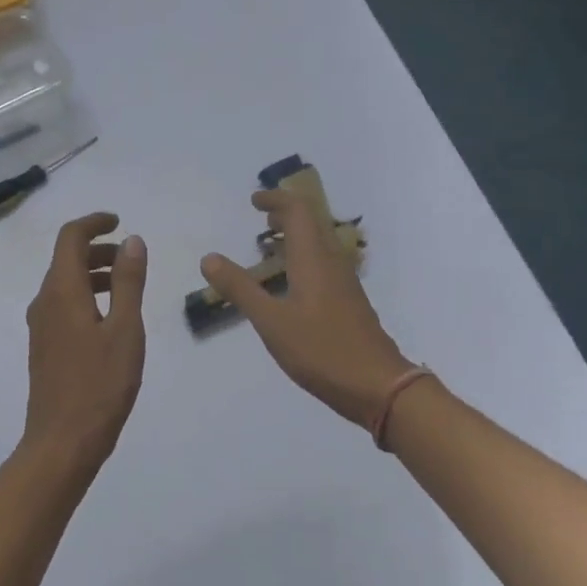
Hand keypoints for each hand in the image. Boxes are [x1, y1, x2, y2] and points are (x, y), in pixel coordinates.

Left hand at [20, 212, 147, 475]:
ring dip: (94, 275)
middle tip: (132, 258)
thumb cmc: (100, 385)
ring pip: (66, 284)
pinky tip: (112, 320)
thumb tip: (133, 241)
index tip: (120, 222)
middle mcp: (44, 302)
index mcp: (61, 292)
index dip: (94, 223)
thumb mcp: (125, 330)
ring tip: (128, 287)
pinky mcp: (45, 348)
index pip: (70, 238)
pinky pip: (64, 306)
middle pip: (66, 260)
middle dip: (99, 250)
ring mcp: (41, 327)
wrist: (62, 443)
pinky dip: (88, 297)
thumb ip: (129, 282)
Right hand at [201, 190, 413, 426]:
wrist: (377, 385)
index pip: (298, 211)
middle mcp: (332, 263)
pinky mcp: (349, 302)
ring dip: (296, 236)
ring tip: (269, 246)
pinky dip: (303, 259)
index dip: (276, 200)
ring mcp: (345, 283)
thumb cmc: (322, 350)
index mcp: (314, 259)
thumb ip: (241, 289)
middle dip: (286, 214)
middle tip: (261, 218)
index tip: (254, 201)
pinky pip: (324, 265)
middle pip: (313, 223)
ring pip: (320, 245)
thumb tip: (209, 258)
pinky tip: (290, 284)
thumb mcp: (272, 322)